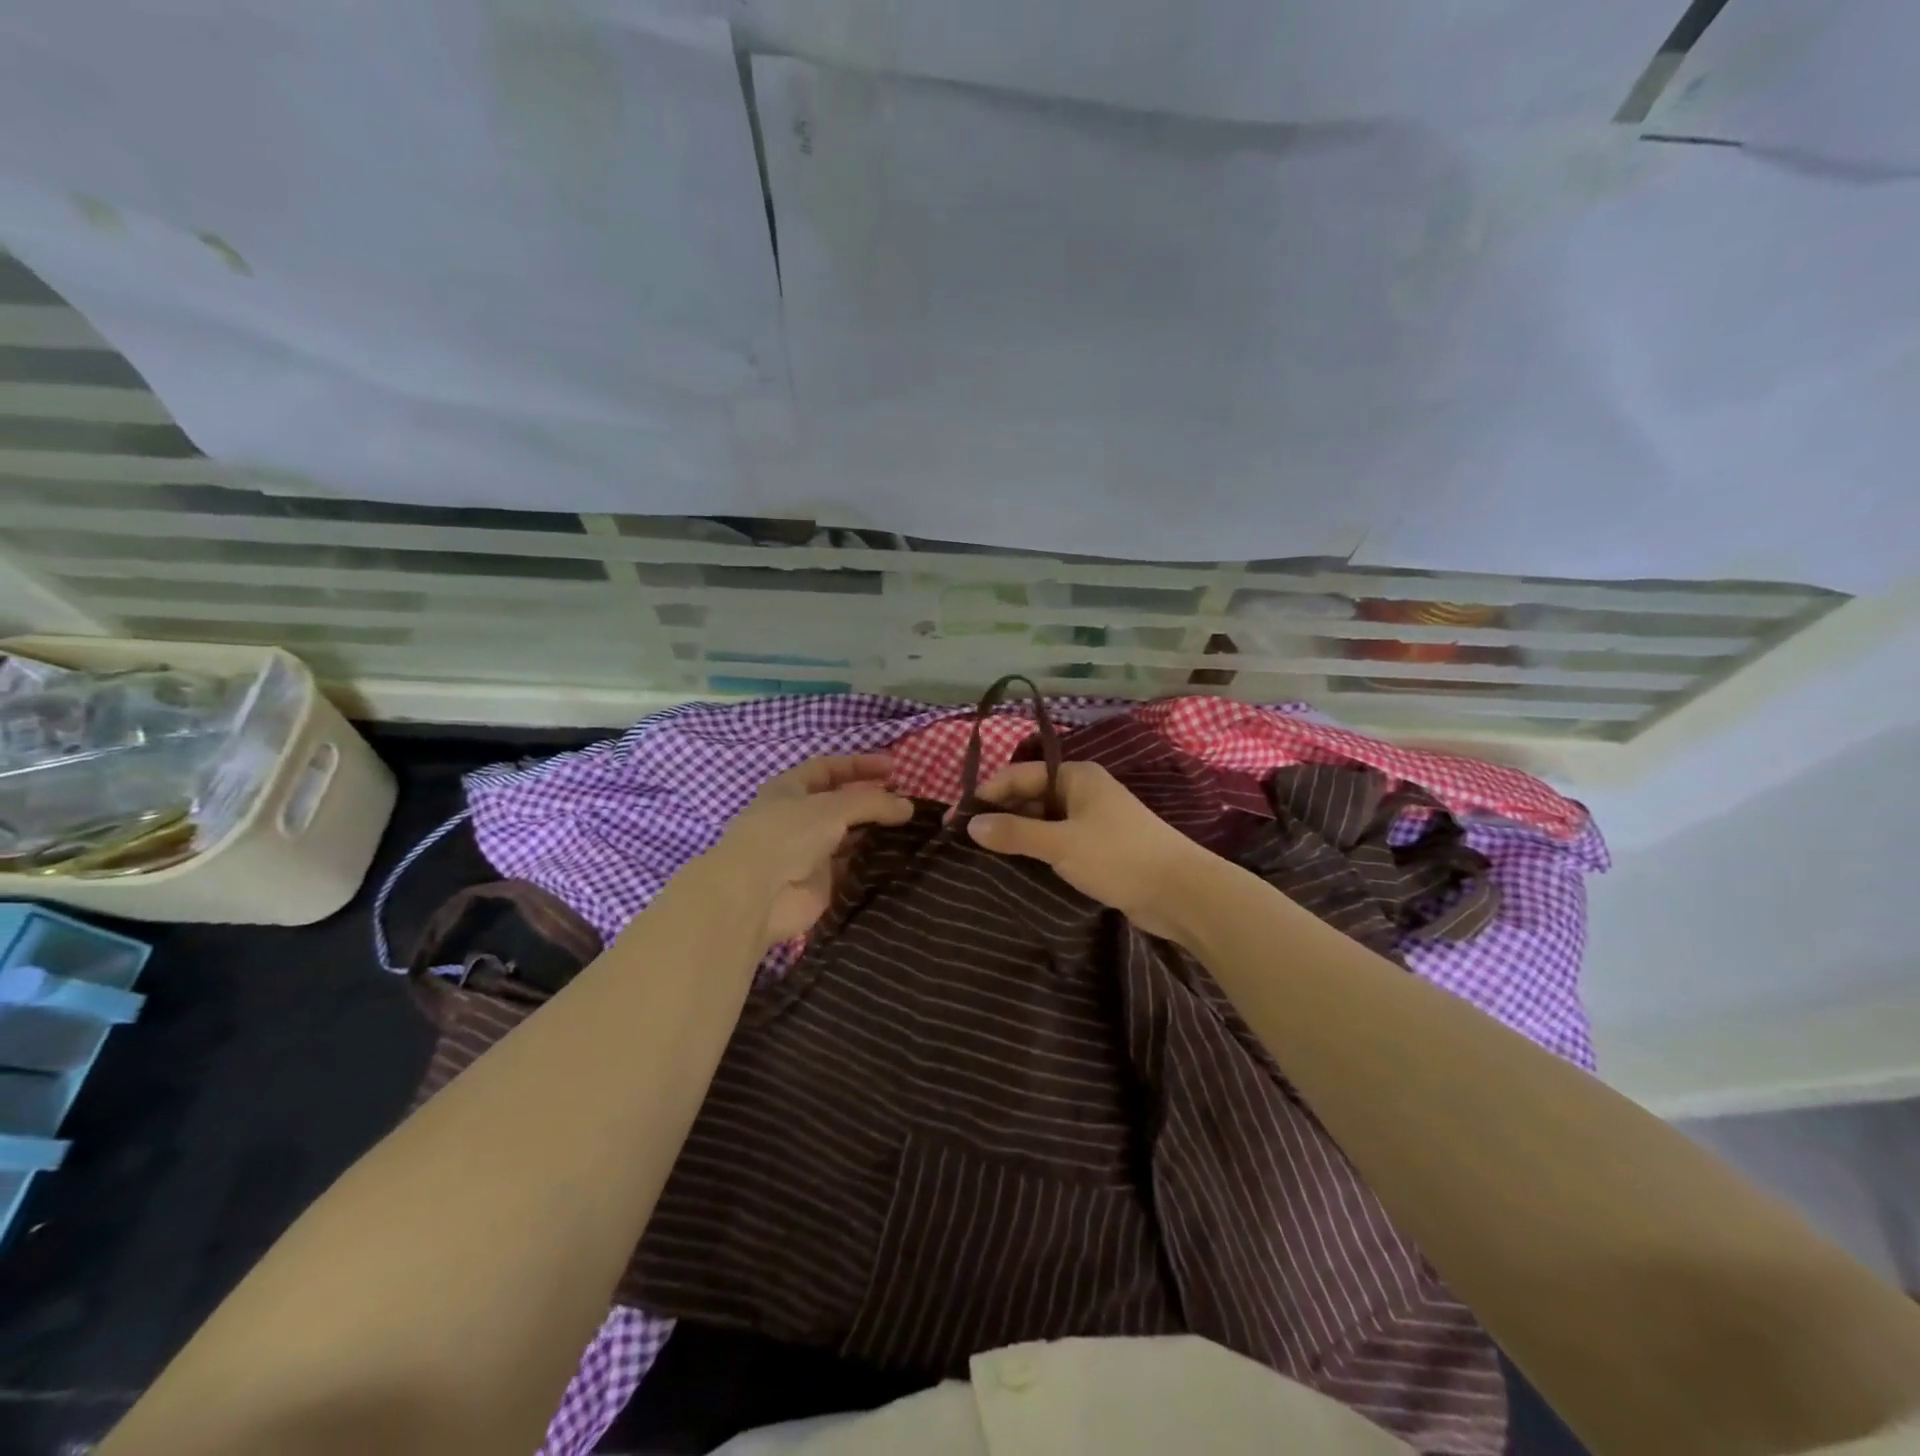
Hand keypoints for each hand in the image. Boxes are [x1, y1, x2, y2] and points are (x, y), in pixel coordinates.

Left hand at [707, 755, 913, 946]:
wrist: (756, 895)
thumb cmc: (787, 835)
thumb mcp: (833, 807)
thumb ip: (873, 803)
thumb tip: (908, 807)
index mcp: (790, 789)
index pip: (828, 768)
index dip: (859, 765)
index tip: (893, 767)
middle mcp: (798, 818)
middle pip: (841, 804)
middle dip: (872, 801)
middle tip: (907, 802)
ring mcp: (808, 852)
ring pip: (849, 836)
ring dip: (875, 832)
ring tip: (911, 829)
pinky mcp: (820, 883)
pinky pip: (852, 867)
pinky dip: (873, 861)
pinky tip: (899, 857)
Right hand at [966, 760, 1224, 942]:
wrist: (1182, 893)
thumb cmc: (1119, 856)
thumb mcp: (1060, 844)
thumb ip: (1014, 833)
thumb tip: (971, 826)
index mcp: (1076, 775)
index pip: (1018, 775)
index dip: (985, 794)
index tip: (956, 819)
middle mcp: (1082, 791)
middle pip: (1029, 795)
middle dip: (999, 814)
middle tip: (965, 841)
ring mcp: (1092, 820)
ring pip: (1042, 820)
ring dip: (1016, 834)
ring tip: (982, 855)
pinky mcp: (1098, 848)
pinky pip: (1057, 841)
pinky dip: (1036, 850)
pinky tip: (1015, 866)